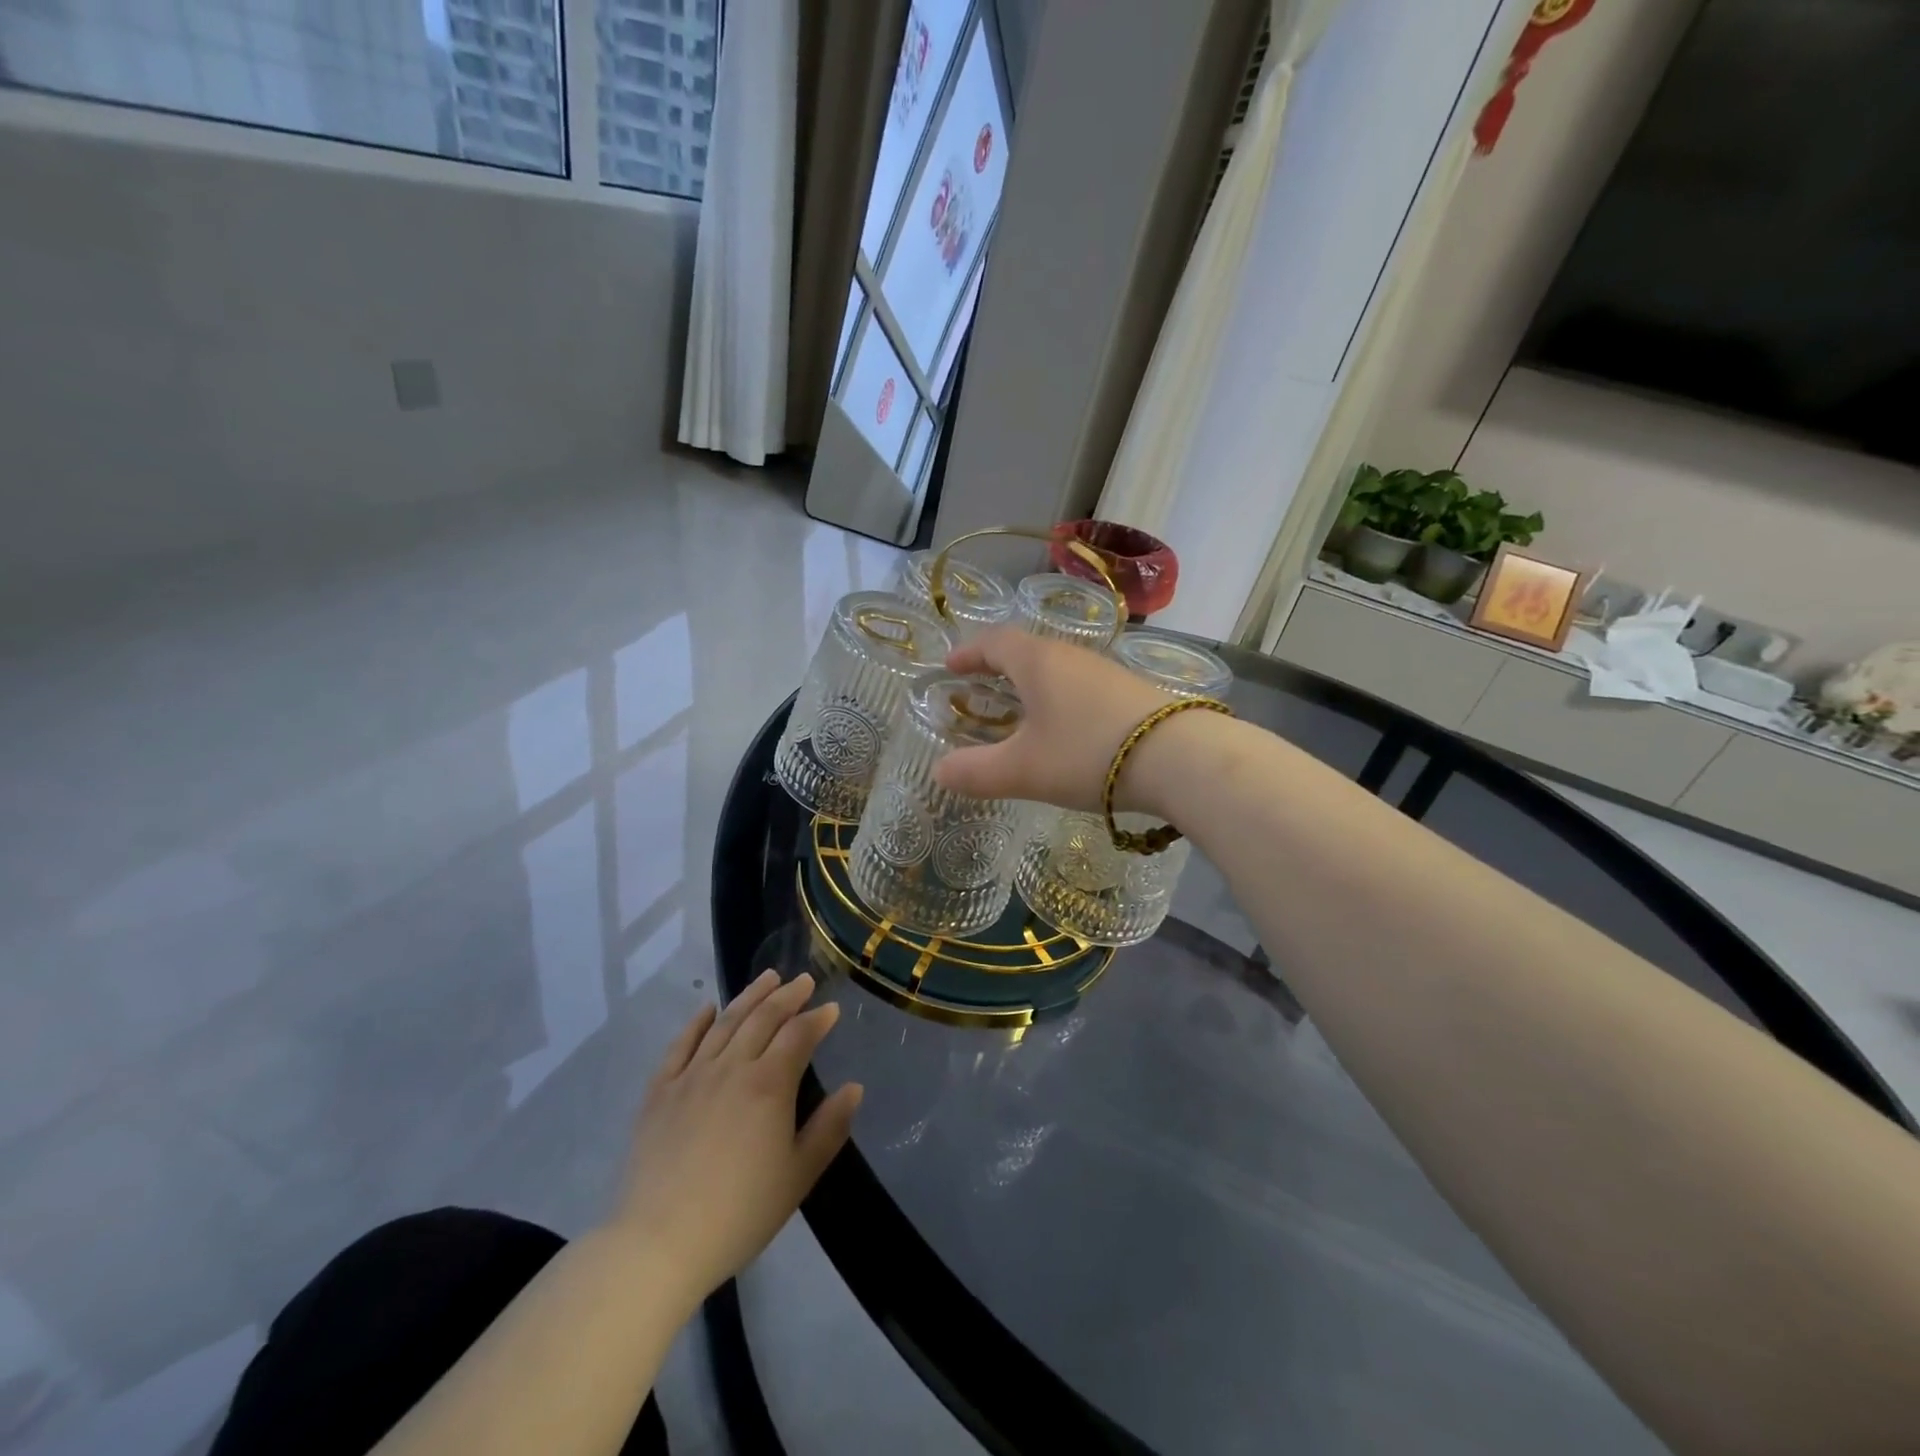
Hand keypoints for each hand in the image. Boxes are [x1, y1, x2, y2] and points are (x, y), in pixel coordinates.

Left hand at [609, 971, 861, 1316]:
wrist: (659, 1243)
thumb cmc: (740, 1213)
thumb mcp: (798, 1176)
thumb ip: (829, 1128)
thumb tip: (854, 1088)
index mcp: (769, 1085)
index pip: (799, 1035)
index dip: (817, 1018)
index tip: (831, 1009)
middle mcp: (732, 1067)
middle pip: (763, 1018)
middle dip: (787, 996)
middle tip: (803, 980)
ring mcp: (692, 1076)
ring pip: (725, 1022)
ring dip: (749, 996)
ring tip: (767, 978)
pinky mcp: (660, 1091)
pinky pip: (680, 1045)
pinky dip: (696, 1022)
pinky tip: (707, 1009)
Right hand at [933, 628, 1170, 812]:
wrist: (1179, 758)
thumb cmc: (1087, 753)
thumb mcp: (1023, 770)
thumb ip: (976, 772)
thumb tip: (940, 772)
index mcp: (1038, 662)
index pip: (994, 642)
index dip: (968, 652)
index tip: (950, 666)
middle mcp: (1071, 656)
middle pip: (1027, 650)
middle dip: (998, 666)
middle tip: (979, 686)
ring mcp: (1105, 672)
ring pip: (1057, 668)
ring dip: (1032, 682)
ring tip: (1019, 709)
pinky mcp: (1130, 692)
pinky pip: (1081, 685)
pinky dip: (1059, 698)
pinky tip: (1065, 727)